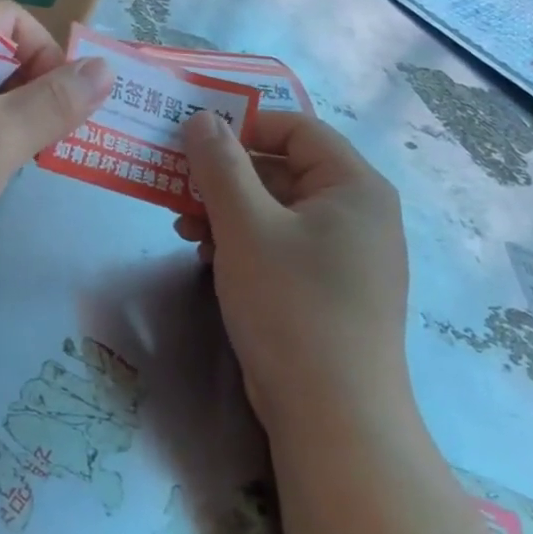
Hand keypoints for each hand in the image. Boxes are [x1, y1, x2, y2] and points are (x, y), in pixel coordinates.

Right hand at [176, 111, 408, 436]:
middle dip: (225, 176)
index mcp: (353, 186)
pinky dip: (243, 242)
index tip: (193, 138)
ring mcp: (344, 255)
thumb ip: (220, 165)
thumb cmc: (292, 305)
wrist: (332, 416)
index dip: (243, 124)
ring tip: (183, 226)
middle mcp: (357, 213)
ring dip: (227, 211)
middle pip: (282, 169)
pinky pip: (280, 245)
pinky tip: (207, 256)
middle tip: (175, 184)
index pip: (295, 129)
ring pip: (276, 210)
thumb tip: (202, 118)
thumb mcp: (245, 226)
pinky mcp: (327, 288)